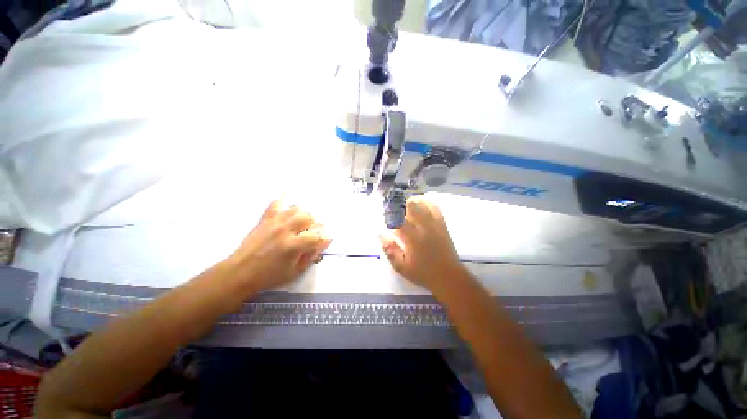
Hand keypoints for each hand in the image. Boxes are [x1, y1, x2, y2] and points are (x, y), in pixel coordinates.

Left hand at [224, 200, 330, 294]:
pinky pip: (275, 203)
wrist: (240, 273)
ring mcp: (274, 222)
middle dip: (312, 225)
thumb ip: (312, 255)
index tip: (318, 243)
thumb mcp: (295, 271)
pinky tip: (288, 204)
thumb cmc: (269, 276)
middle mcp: (285, 230)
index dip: (321, 238)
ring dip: (301, 216)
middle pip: (307, 216)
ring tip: (298, 224)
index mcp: (293, 245)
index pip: (316, 234)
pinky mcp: (264, 219)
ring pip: (296, 208)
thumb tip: (326, 240)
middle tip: (307, 234)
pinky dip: (283, 201)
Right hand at [379, 196, 465, 293]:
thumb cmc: (423, 274)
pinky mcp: (442, 225)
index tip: (386, 215)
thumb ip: (390, 251)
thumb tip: (381, 236)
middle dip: (401, 205)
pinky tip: (421, 205)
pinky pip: (435, 208)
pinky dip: (427, 203)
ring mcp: (435, 224)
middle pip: (412, 206)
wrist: (449, 277)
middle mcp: (424, 228)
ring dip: (414, 202)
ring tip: (407, 205)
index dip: (390, 215)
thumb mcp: (402, 267)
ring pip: (424, 204)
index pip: (398, 219)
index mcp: (412, 239)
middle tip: (396, 210)